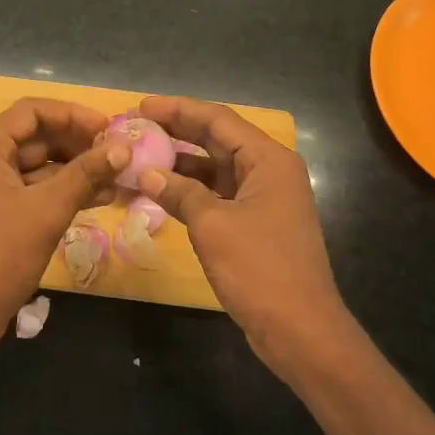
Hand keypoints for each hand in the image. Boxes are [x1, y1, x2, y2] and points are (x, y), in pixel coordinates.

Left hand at [0, 98, 130, 354]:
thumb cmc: (0, 254)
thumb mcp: (47, 209)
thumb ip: (86, 174)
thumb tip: (123, 147)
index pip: (31, 111)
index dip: (72, 114)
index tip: (108, 127)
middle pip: (37, 137)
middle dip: (79, 144)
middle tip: (119, 154)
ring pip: (40, 168)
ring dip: (77, 171)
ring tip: (119, 178)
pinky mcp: (0, 216)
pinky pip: (36, 192)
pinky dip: (65, 193)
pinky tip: (101, 199)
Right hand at [137, 96, 352, 376]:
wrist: (299, 328)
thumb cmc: (259, 268)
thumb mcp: (213, 225)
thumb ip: (180, 193)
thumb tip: (148, 173)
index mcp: (268, 160)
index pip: (218, 119)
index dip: (179, 109)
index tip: (141, 105)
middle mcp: (269, 171)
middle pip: (217, 140)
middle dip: (177, 132)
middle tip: (135, 127)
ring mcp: (263, 199)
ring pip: (216, 169)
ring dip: (180, 164)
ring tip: (139, 157)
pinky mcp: (254, 224)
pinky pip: (217, 196)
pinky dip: (190, 192)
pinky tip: (159, 192)